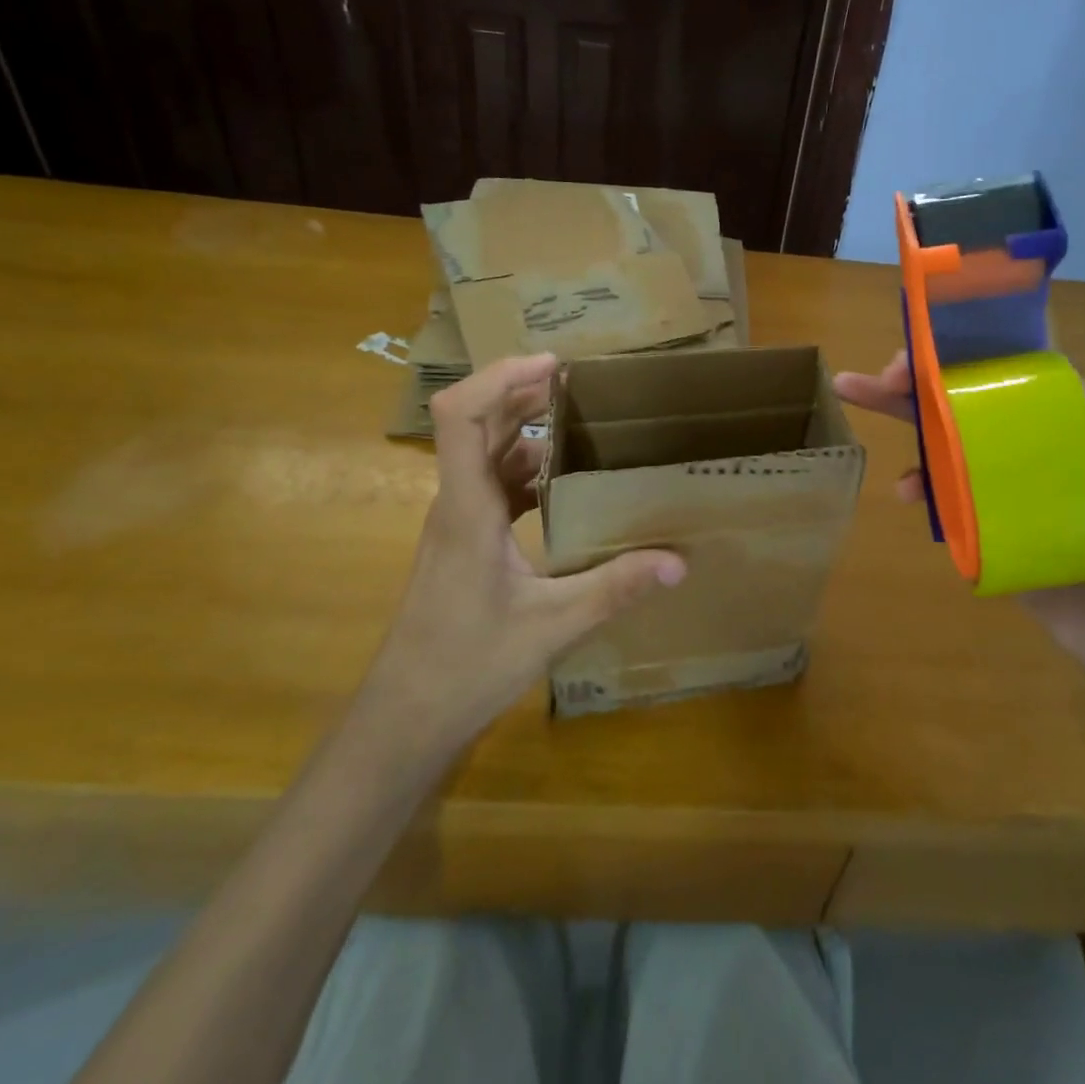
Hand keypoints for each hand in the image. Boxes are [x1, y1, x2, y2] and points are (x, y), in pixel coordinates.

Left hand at [375, 353, 685, 747]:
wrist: (406, 718)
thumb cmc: (467, 666)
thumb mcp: (552, 626)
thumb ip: (614, 589)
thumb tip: (679, 562)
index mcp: (467, 509)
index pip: (461, 416)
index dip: (501, 377)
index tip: (554, 365)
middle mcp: (456, 504)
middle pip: (477, 423)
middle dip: (522, 392)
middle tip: (581, 384)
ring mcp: (456, 523)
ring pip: (485, 454)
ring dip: (524, 430)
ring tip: (581, 423)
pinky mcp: (463, 543)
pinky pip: (492, 486)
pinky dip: (525, 471)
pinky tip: (563, 484)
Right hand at [834, 351, 1084, 671]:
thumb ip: (1079, 406)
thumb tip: (1037, 350)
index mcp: (1048, 417)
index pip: (997, 368)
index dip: (961, 350)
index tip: (928, 346)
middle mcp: (1015, 440)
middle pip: (958, 397)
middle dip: (915, 379)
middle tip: (876, 375)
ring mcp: (993, 478)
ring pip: (939, 438)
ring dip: (900, 416)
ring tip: (856, 396)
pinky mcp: (976, 516)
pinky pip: (937, 490)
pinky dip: (915, 482)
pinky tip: (906, 491)